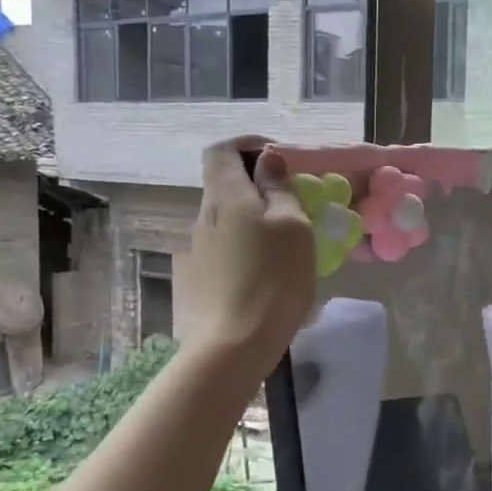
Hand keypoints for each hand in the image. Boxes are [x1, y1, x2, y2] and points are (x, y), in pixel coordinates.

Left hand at [181, 138, 315, 379]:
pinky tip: (269, 271)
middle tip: (294, 202)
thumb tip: (267, 159)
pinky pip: (225, 246)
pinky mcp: (199, 278)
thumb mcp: (292, 226)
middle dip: (257, 184)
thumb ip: (278, 188)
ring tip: (287, 241)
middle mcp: (202, 215)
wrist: (234, 346)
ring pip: (226, 218)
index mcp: (224, 195)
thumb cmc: (273, 278)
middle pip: (224, 184)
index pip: (222, 150)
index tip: (279, 159)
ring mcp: (196, 249)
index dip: (248, 145)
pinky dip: (246, 244)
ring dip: (253, 217)